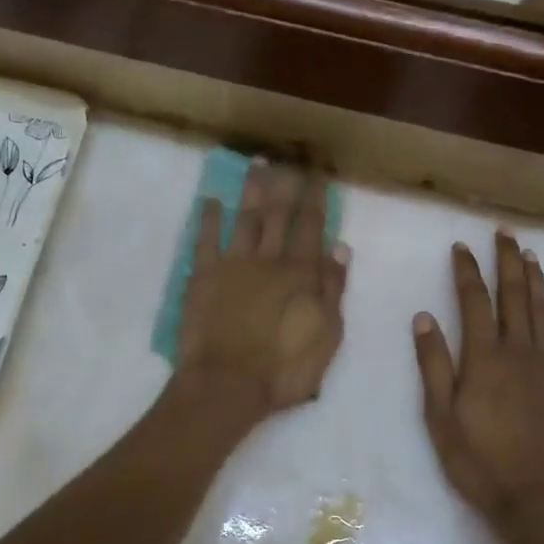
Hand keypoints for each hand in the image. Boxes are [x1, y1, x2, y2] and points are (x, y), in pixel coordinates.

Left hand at [174, 162, 347, 420]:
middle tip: (288, 158)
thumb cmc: (284, 369)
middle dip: (285, 184)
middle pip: (278, 215)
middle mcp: (268, 259)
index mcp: (300, 273)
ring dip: (252, 190)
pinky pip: (205, 240)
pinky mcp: (203, 277)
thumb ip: (333, 290)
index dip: (315, 198)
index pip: (311, 226)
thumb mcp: (327, 335)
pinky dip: (209, 219)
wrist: (226, 385)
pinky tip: (211, 200)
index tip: (317, 173)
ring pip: (245, 218)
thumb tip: (340, 248)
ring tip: (257, 163)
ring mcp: (233, 265)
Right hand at [413, 232, 543, 533]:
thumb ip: (432, 364)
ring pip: (543, 310)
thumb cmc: (477, 458)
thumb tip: (423, 317)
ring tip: (530, 254)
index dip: (467, 271)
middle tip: (504, 234)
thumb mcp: (439, 416)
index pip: (474, 301)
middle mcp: (518, 351)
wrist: (534, 495)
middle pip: (514, 295)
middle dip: (507, 262)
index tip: (461, 247)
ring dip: (536, 279)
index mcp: (483, 357)